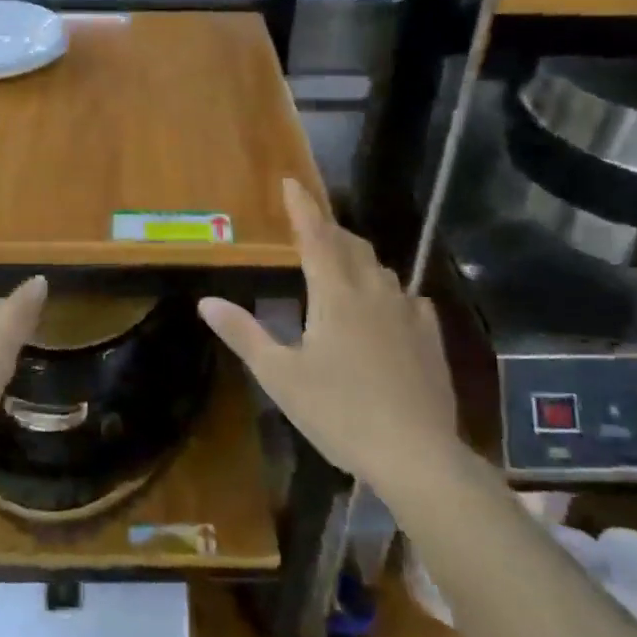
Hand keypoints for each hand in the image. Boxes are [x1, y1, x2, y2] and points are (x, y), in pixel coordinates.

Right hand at [198, 179, 455, 504]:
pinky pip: (408, 299)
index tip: (291, 182)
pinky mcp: (429, 339)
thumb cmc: (340, 412)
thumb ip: (244, 334)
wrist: (417, 455)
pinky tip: (389, 306)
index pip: (315, 236)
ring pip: (380, 270)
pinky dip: (389, 292)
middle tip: (310, 226)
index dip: (302, 207)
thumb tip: (206, 301)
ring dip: (358, 259)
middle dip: (329, 230)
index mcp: (335, 294)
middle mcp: (374, 292)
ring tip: (343, 263)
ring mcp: (408, 314)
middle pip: (351, 246)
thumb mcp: (280, 377)